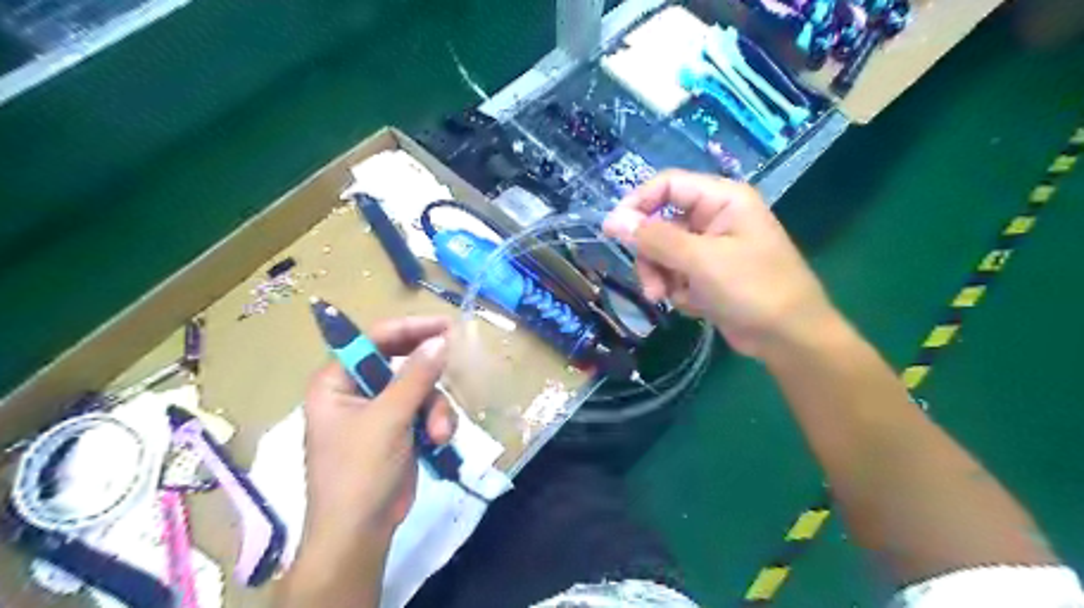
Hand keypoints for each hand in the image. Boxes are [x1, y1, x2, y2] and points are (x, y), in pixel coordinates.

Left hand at [302, 317, 454, 552]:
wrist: (360, 532)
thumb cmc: (359, 473)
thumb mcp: (388, 419)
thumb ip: (415, 377)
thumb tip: (441, 340)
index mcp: (336, 381)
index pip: (373, 339)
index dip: (409, 328)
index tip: (445, 326)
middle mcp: (356, 390)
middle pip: (401, 361)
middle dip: (428, 377)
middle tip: (454, 363)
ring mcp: (380, 410)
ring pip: (421, 388)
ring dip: (436, 408)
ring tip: (439, 433)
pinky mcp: (399, 429)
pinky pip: (426, 409)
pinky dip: (437, 422)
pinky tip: (439, 441)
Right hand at [607, 168, 841, 360]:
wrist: (788, 338)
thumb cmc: (753, 289)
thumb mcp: (701, 261)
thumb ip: (655, 239)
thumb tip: (612, 220)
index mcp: (721, 199)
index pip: (667, 185)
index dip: (637, 204)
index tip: (613, 232)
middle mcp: (714, 217)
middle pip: (660, 222)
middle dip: (651, 255)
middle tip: (651, 285)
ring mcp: (710, 247)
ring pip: (663, 251)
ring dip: (660, 276)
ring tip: (669, 298)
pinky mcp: (706, 273)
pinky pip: (674, 272)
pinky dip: (676, 289)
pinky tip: (693, 304)